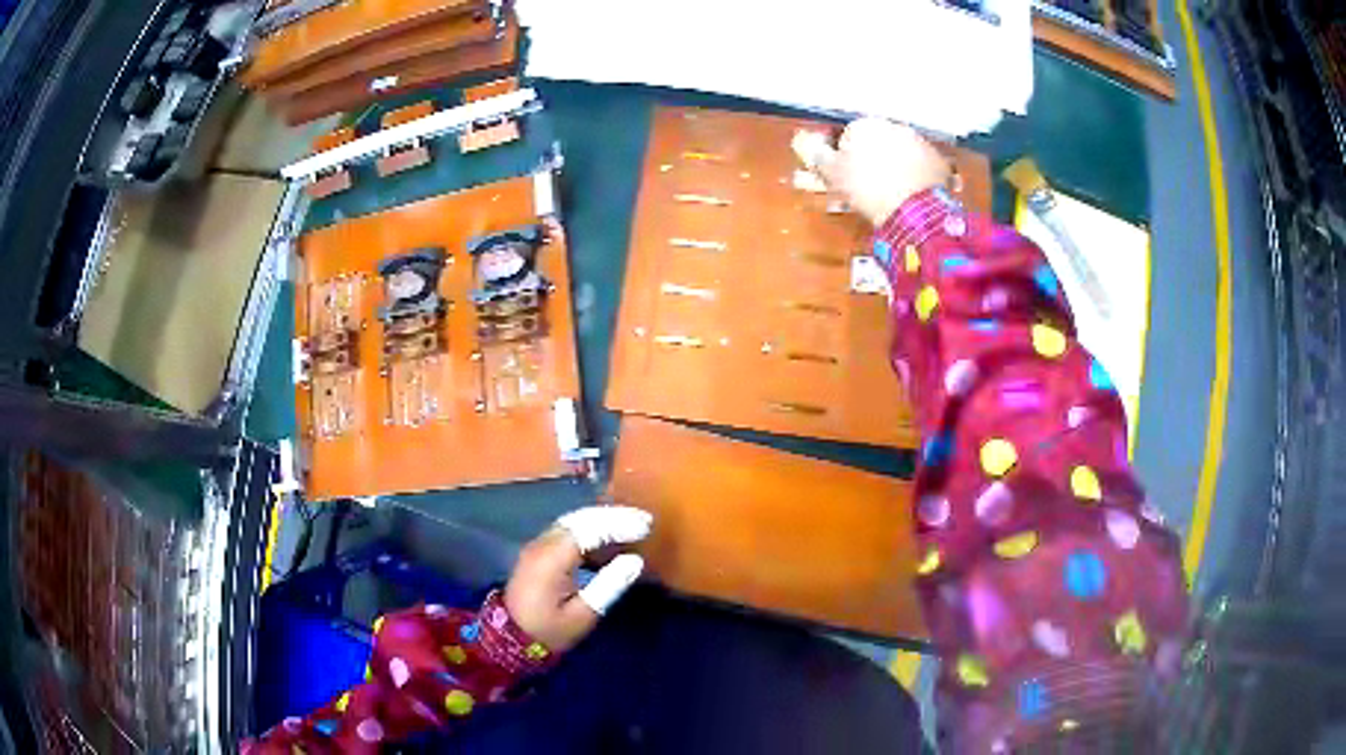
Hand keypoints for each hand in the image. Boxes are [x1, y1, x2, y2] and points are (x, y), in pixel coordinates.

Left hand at [503, 506, 651, 651]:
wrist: (510, 638)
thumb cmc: (549, 631)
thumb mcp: (582, 615)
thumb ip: (608, 586)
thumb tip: (635, 561)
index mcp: (551, 559)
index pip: (588, 530)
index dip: (618, 525)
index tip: (645, 527)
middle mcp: (542, 544)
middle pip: (579, 519)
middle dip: (613, 516)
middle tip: (644, 520)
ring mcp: (537, 546)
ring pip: (572, 521)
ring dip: (602, 519)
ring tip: (632, 524)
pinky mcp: (538, 552)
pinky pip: (566, 531)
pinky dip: (589, 528)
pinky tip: (608, 537)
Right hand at [792, 118, 951, 226]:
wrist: (913, 210)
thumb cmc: (866, 188)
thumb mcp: (832, 173)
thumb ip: (816, 153)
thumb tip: (801, 139)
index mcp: (865, 125)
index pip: (849, 136)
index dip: (845, 158)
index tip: (846, 179)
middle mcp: (894, 126)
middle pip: (877, 142)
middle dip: (872, 159)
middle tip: (869, 188)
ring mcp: (920, 142)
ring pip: (901, 152)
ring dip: (896, 166)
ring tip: (892, 193)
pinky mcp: (939, 161)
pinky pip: (922, 166)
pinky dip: (917, 176)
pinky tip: (912, 195)